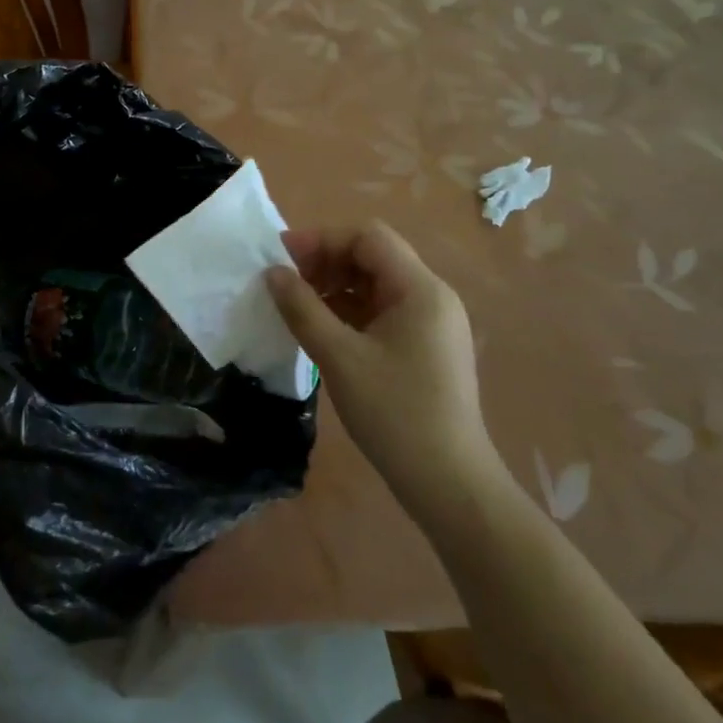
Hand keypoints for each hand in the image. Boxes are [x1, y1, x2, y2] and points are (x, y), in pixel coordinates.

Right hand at [264, 222, 499, 511]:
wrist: (449, 484)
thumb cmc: (394, 414)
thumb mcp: (339, 357)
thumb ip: (302, 308)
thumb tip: (273, 273)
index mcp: (420, 289)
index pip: (368, 238)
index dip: (322, 239)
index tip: (282, 257)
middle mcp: (432, 296)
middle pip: (373, 257)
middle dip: (327, 262)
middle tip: (287, 283)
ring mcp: (432, 323)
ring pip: (377, 284)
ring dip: (336, 287)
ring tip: (299, 306)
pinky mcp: (426, 347)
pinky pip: (384, 311)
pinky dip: (351, 310)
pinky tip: (324, 329)